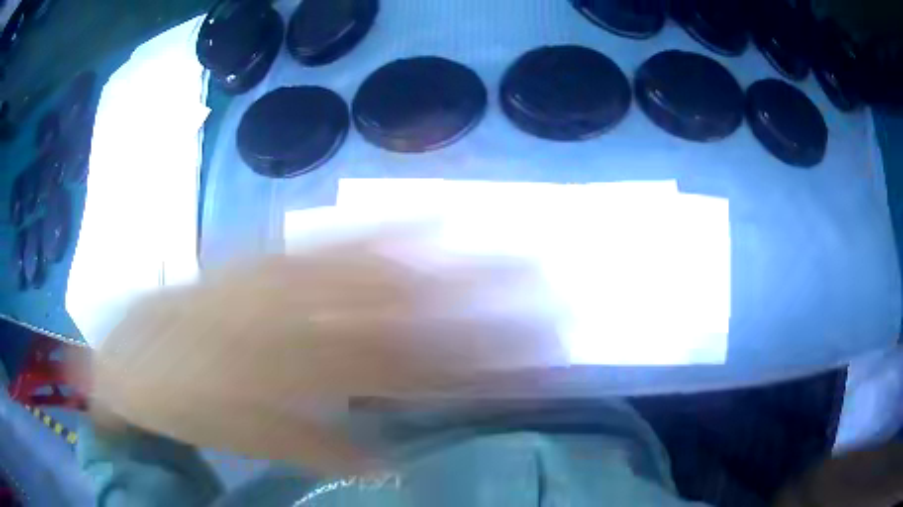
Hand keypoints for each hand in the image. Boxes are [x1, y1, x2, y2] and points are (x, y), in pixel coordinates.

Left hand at [90, 224, 565, 472]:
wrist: (133, 353)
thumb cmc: (184, 400)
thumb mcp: (242, 436)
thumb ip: (312, 443)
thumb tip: (384, 458)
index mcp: (290, 369)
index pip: (403, 371)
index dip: (469, 370)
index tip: (529, 368)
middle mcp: (297, 315)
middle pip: (406, 314)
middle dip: (486, 313)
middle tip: (549, 308)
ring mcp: (284, 275)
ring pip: (382, 268)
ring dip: (456, 265)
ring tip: (517, 255)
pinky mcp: (269, 255)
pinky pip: (335, 237)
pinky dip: (388, 225)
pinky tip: (431, 214)